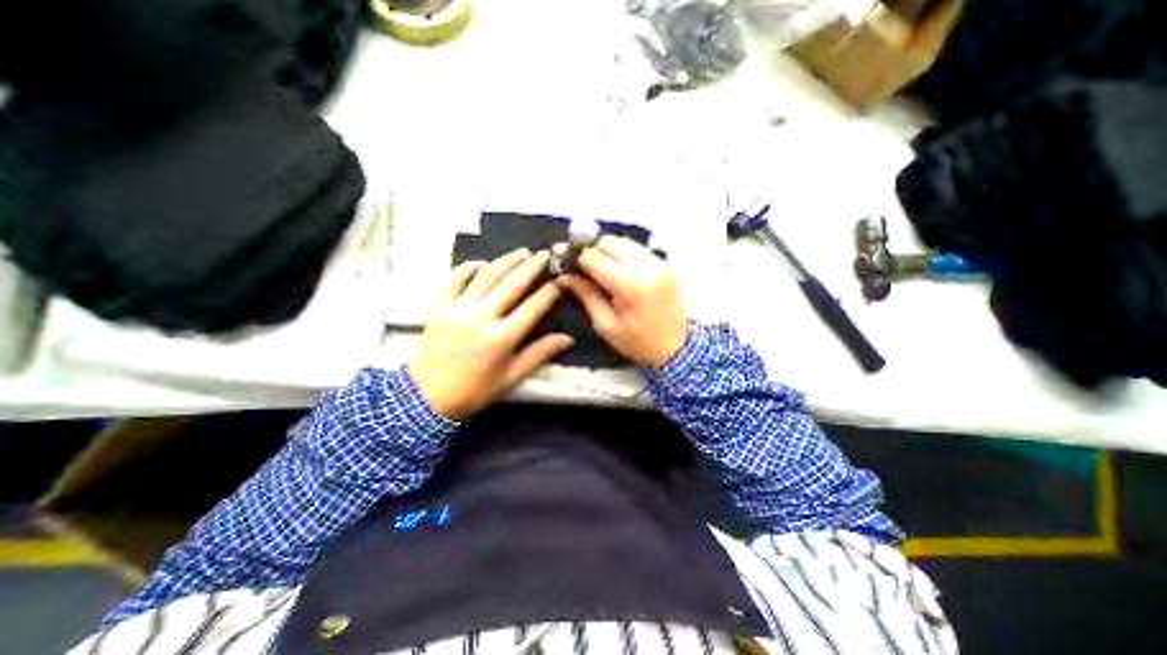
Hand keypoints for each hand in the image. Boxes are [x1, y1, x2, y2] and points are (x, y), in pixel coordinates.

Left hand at [409, 249, 572, 421]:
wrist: (428, 398)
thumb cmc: (476, 390)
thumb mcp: (512, 377)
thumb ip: (540, 354)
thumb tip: (568, 338)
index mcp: (502, 338)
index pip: (533, 308)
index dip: (550, 292)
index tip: (562, 279)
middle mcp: (481, 318)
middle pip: (511, 285)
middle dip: (531, 267)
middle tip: (545, 254)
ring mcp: (457, 309)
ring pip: (486, 276)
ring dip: (506, 261)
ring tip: (521, 252)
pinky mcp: (438, 307)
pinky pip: (454, 278)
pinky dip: (469, 267)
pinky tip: (483, 263)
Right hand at [557, 234, 684, 368]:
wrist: (676, 348)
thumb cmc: (637, 342)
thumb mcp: (605, 325)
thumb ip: (585, 295)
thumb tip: (563, 275)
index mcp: (631, 286)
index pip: (595, 258)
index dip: (573, 253)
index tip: (557, 252)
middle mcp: (647, 267)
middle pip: (610, 242)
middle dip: (589, 248)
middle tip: (577, 261)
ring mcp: (659, 262)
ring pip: (623, 241)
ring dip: (605, 248)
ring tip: (594, 264)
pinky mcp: (664, 263)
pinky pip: (636, 248)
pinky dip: (620, 252)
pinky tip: (614, 266)